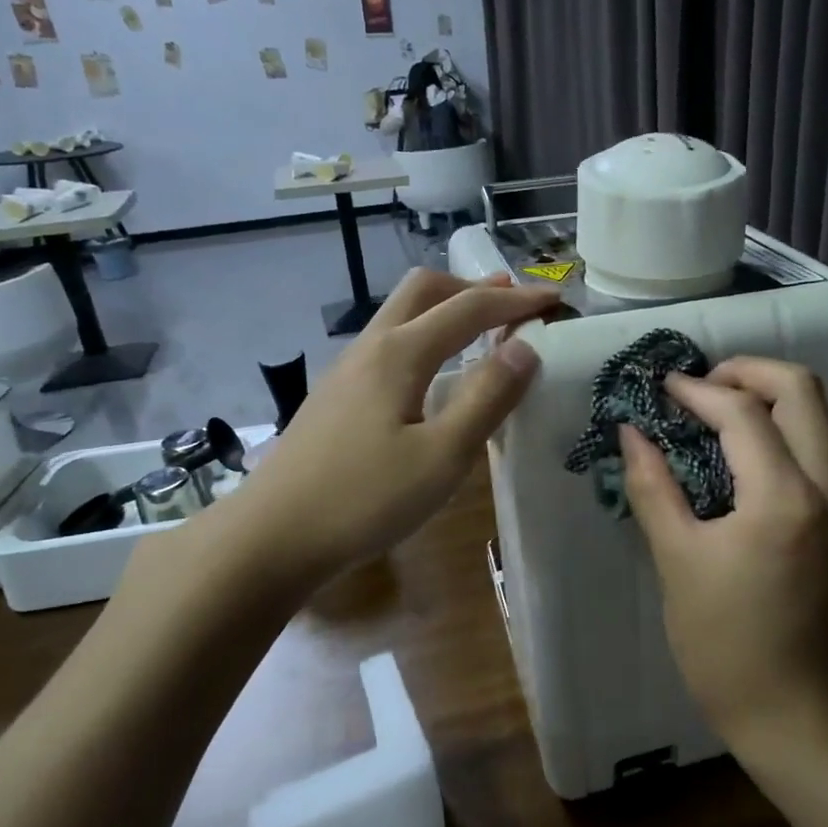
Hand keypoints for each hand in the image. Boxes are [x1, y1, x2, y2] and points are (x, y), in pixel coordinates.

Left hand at [191, 269, 556, 586]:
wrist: (271, 538)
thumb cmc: (364, 500)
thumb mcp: (442, 457)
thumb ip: (487, 399)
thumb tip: (526, 348)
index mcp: (400, 354)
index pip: (468, 308)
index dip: (516, 300)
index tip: (556, 300)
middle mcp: (371, 348)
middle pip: (424, 290)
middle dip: (473, 288)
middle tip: (513, 303)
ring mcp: (347, 370)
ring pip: (401, 314)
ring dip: (446, 309)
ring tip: (481, 329)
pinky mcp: (336, 396)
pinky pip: (389, 343)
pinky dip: (425, 336)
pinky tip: (434, 373)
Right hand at [619, 356, 827, 746]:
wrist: (790, 706)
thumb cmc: (722, 642)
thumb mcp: (676, 560)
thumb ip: (653, 485)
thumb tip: (631, 431)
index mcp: (783, 498)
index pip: (743, 412)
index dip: (696, 391)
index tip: (659, 389)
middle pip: (801, 388)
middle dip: (746, 371)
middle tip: (697, 387)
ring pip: (815, 413)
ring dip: (764, 396)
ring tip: (711, 410)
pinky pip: (814, 444)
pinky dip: (778, 426)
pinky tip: (736, 449)